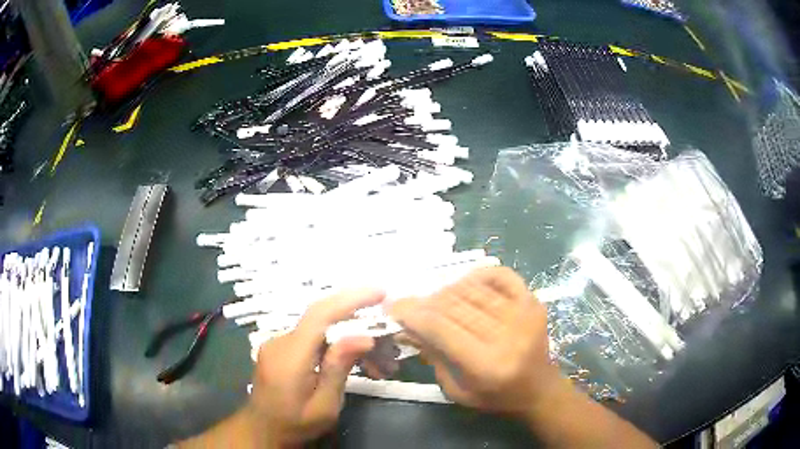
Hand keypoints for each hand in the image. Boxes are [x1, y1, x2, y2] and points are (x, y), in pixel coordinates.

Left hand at [248, 289, 383, 445]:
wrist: (263, 430)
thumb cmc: (295, 424)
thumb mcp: (324, 406)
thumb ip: (338, 368)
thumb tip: (363, 336)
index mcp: (290, 356)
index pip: (320, 315)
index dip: (350, 299)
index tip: (380, 292)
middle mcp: (280, 341)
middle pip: (322, 319)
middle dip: (358, 320)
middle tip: (387, 337)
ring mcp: (278, 343)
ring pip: (320, 329)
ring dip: (349, 337)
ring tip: (378, 361)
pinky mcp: (280, 348)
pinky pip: (312, 338)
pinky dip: (335, 345)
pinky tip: (354, 361)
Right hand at [388, 267, 559, 415]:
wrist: (539, 389)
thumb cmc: (495, 396)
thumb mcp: (456, 389)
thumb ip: (433, 356)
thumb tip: (408, 325)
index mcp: (486, 365)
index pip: (441, 328)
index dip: (413, 313)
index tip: (394, 307)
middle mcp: (507, 335)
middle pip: (454, 305)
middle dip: (426, 302)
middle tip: (413, 305)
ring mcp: (523, 314)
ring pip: (473, 289)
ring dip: (447, 290)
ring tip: (437, 301)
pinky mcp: (533, 302)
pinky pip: (500, 275)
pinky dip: (478, 275)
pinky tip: (465, 284)